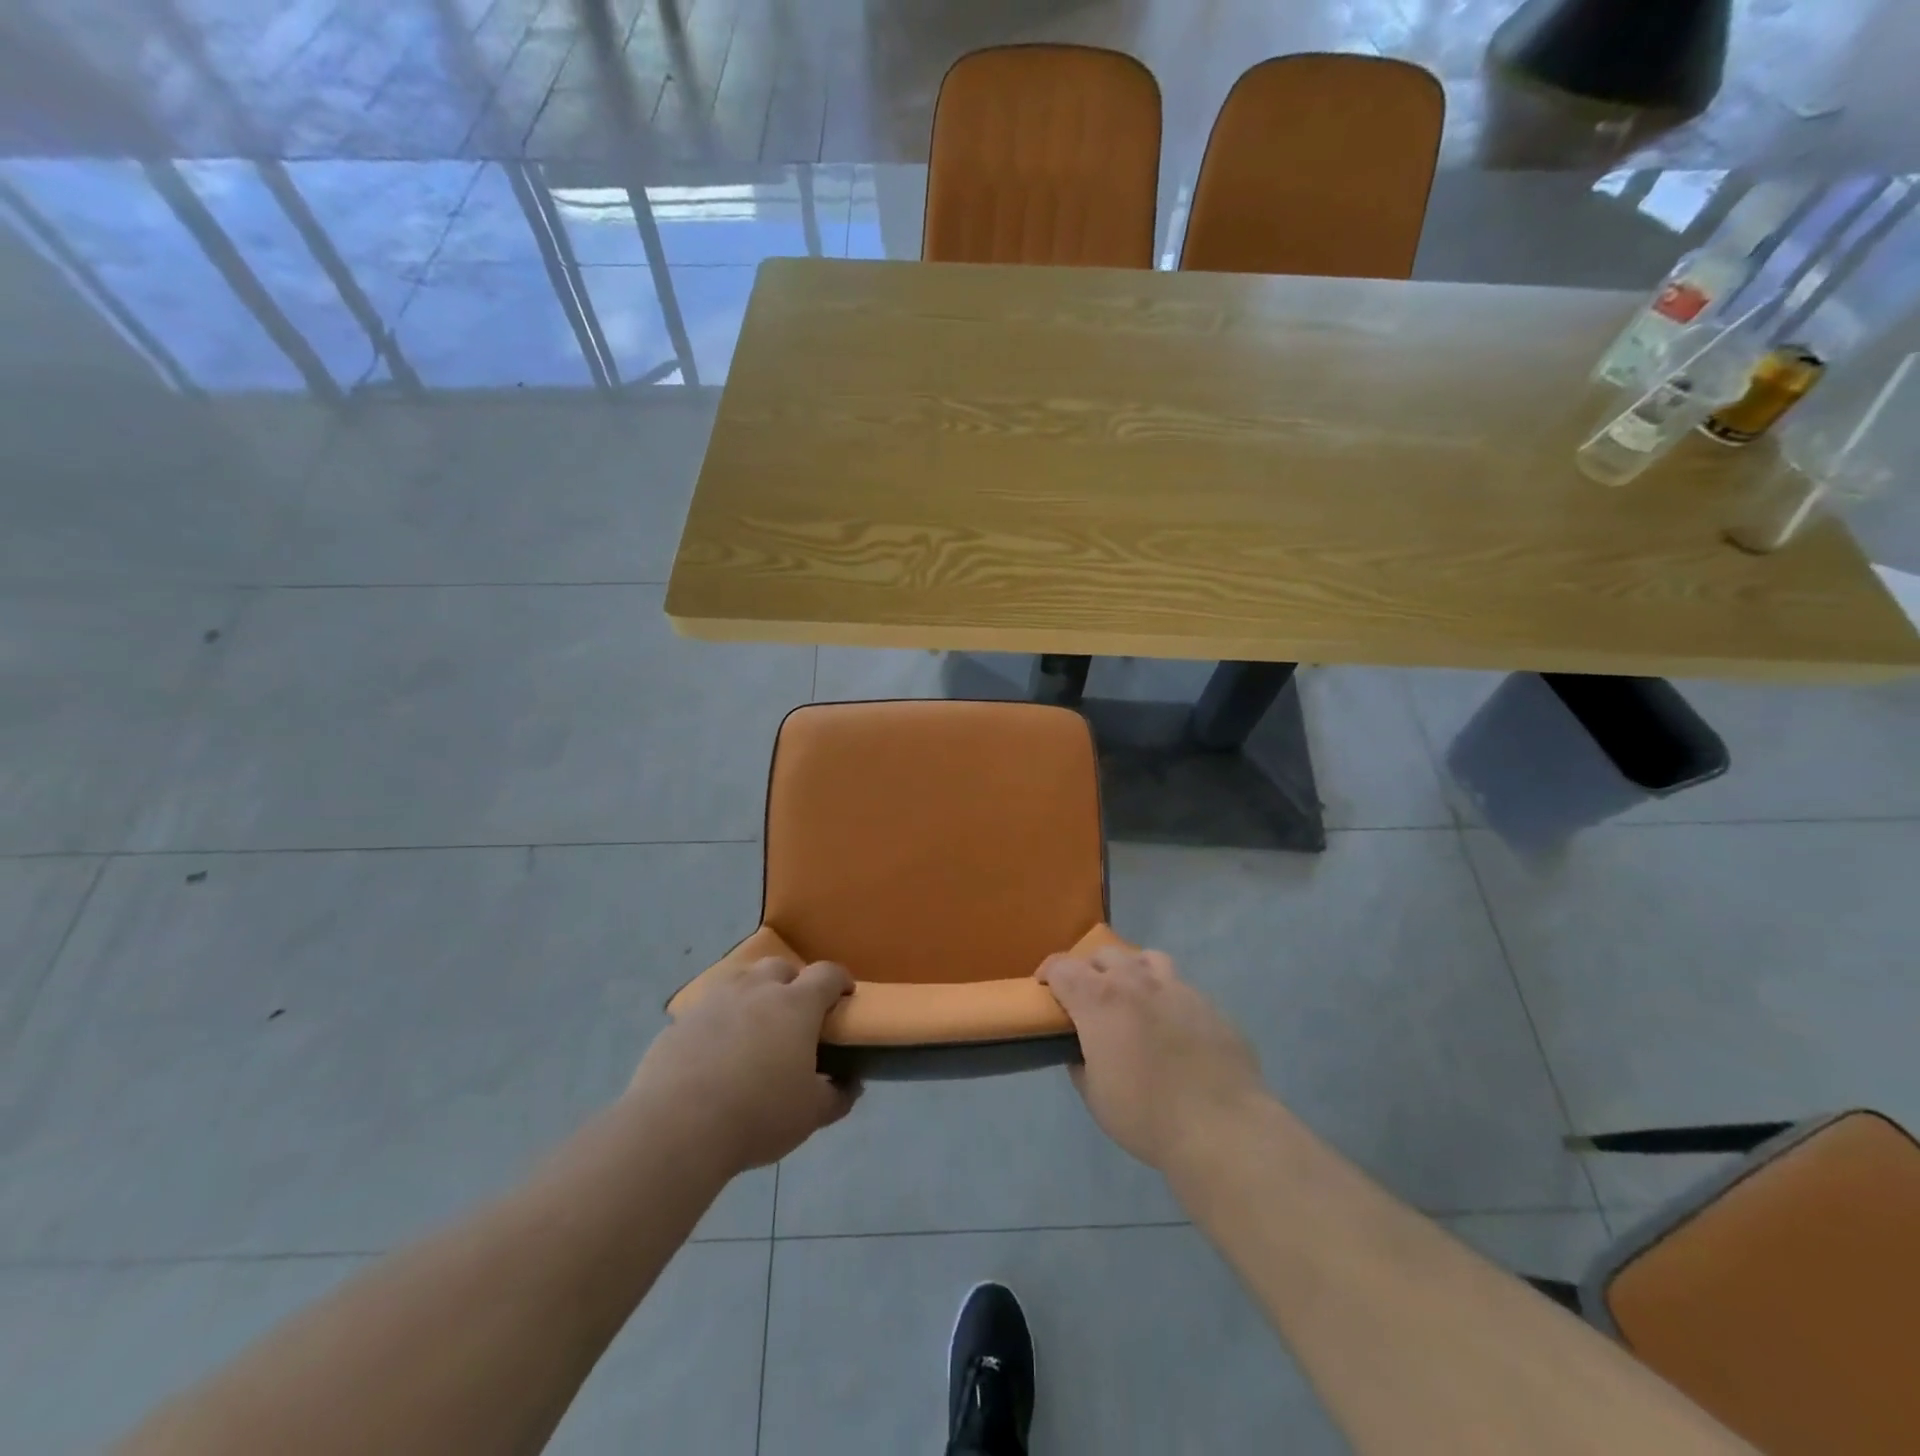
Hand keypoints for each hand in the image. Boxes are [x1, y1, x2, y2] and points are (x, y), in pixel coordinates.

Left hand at [630, 959, 858, 1174]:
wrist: (676, 1127)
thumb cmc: (758, 1114)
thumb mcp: (811, 1114)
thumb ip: (837, 1095)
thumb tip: (851, 1084)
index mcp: (796, 1004)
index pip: (827, 974)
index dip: (840, 981)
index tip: (844, 997)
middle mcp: (757, 990)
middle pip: (781, 967)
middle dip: (793, 983)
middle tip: (795, 1015)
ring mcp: (715, 1000)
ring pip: (741, 980)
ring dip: (754, 994)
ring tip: (754, 1027)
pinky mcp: (680, 1020)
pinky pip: (708, 1009)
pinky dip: (719, 1020)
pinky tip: (716, 1051)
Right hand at [1039, 946, 1266, 1171]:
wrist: (1221, 1126)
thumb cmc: (1145, 1115)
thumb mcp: (1095, 1096)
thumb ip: (1081, 1062)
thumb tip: (1081, 1049)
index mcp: (1100, 999)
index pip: (1062, 967)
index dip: (1048, 973)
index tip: (1044, 987)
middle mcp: (1136, 981)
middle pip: (1103, 954)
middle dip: (1089, 970)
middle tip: (1088, 998)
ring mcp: (1177, 988)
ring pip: (1146, 958)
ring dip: (1131, 971)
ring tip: (1132, 998)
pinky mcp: (1208, 1004)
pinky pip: (1180, 988)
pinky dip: (1166, 998)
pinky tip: (1172, 1029)